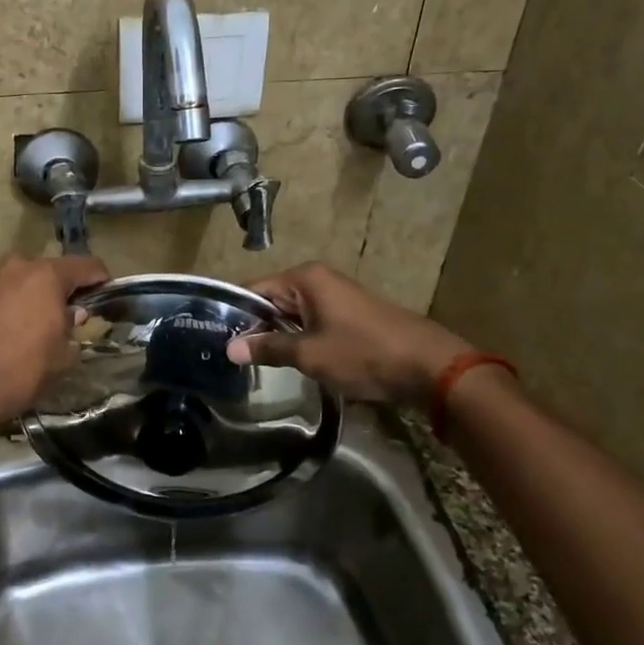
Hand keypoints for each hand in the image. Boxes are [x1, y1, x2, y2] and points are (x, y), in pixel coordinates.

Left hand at [0, 253, 110, 427]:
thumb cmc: (21, 371)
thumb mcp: (61, 356)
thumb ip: (71, 327)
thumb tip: (71, 313)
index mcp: (46, 276)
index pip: (86, 265)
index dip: (101, 278)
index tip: (106, 294)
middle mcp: (16, 267)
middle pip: (48, 270)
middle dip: (60, 289)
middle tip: (65, 316)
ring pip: (18, 280)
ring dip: (29, 295)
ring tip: (30, 324)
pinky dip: (4, 305)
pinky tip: (1, 331)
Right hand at [224, 262, 476, 405]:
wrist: (428, 366)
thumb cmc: (363, 353)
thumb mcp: (310, 354)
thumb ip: (268, 348)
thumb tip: (230, 348)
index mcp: (305, 278)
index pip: (254, 289)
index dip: (235, 314)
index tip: (215, 339)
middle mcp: (318, 280)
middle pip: (272, 300)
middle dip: (255, 327)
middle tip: (230, 357)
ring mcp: (336, 297)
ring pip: (292, 314)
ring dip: (278, 336)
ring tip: (253, 363)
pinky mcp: (348, 315)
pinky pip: (311, 322)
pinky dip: (299, 339)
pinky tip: (288, 362)